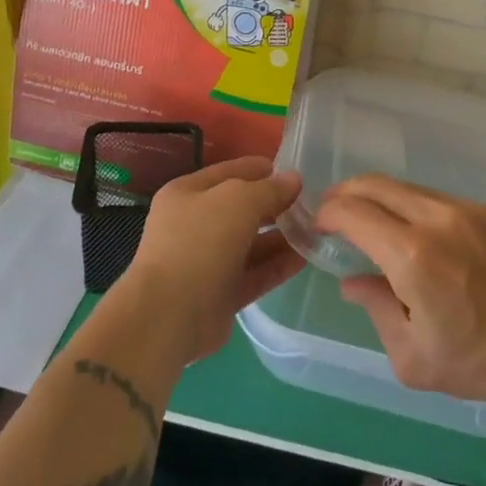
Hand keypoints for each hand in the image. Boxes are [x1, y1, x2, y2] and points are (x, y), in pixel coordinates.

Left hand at [118, 156, 304, 360]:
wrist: (168, 315)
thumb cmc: (199, 242)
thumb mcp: (237, 201)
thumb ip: (268, 189)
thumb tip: (293, 180)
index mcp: (188, 193)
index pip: (230, 172)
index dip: (262, 170)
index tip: (297, 173)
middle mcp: (195, 224)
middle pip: (243, 209)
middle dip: (276, 205)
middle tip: (313, 204)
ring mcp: (208, 261)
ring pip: (252, 243)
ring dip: (282, 237)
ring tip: (317, 231)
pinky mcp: (221, 293)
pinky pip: (255, 273)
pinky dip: (278, 265)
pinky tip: (306, 258)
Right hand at [317, 175, 485, 406]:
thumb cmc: (478, 362)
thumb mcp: (412, 356)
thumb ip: (375, 308)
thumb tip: (352, 280)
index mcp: (412, 256)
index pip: (354, 212)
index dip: (328, 214)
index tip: (317, 227)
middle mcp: (436, 219)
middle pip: (376, 185)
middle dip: (345, 193)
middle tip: (332, 212)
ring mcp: (465, 210)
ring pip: (406, 187)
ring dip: (378, 197)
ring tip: (369, 220)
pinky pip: (435, 197)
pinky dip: (410, 205)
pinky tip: (411, 230)